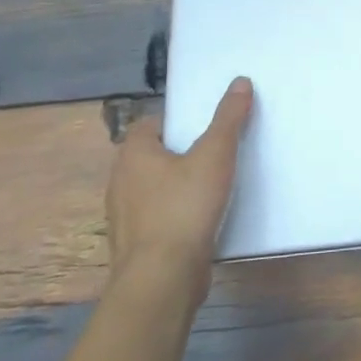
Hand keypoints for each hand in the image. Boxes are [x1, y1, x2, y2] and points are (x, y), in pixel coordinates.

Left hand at [106, 77, 252, 299]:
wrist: (162, 279)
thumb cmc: (184, 207)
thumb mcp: (214, 155)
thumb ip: (228, 118)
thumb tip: (240, 81)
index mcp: (133, 155)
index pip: (150, 125)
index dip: (177, 123)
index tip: (205, 129)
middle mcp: (120, 182)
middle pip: (153, 157)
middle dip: (181, 154)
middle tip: (216, 154)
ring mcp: (124, 217)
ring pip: (154, 189)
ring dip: (178, 187)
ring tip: (213, 188)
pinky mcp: (136, 245)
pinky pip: (158, 218)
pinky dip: (177, 215)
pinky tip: (202, 221)